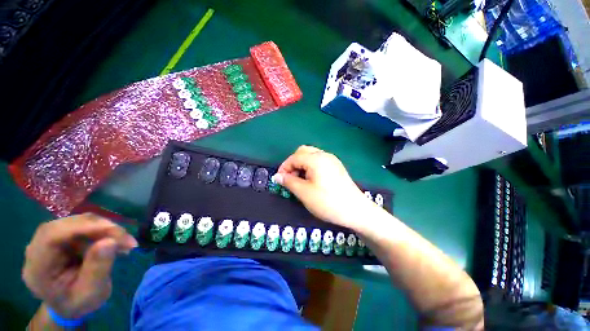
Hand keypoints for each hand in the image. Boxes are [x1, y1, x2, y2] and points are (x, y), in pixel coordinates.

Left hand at [22, 213, 136, 318]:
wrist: (70, 304)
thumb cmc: (79, 303)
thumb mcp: (90, 293)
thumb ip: (97, 269)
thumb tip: (110, 241)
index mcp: (38, 267)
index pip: (51, 236)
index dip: (81, 228)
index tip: (113, 231)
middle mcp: (38, 248)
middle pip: (67, 225)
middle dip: (100, 228)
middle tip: (126, 239)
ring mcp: (49, 240)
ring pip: (78, 222)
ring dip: (105, 229)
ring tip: (125, 242)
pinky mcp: (61, 236)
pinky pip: (83, 225)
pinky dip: (103, 231)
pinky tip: (115, 241)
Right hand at [275, 146, 371, 228]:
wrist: (355, 211)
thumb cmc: (327, 201)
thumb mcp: (304, 192)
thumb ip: (289, 182)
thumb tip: (277, 176)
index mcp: (315, 159)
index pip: (294, 158)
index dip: (284, 168)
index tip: (279, 180)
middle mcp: (324, 155)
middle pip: (303, 152)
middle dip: (293, 163)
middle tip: (290, 178)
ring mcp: (332, 160)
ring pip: (311, 156)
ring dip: (302, 165)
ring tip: (299, 180)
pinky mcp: (336, 167)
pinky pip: (319, 161)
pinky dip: (311, 167)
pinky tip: (311, 179)